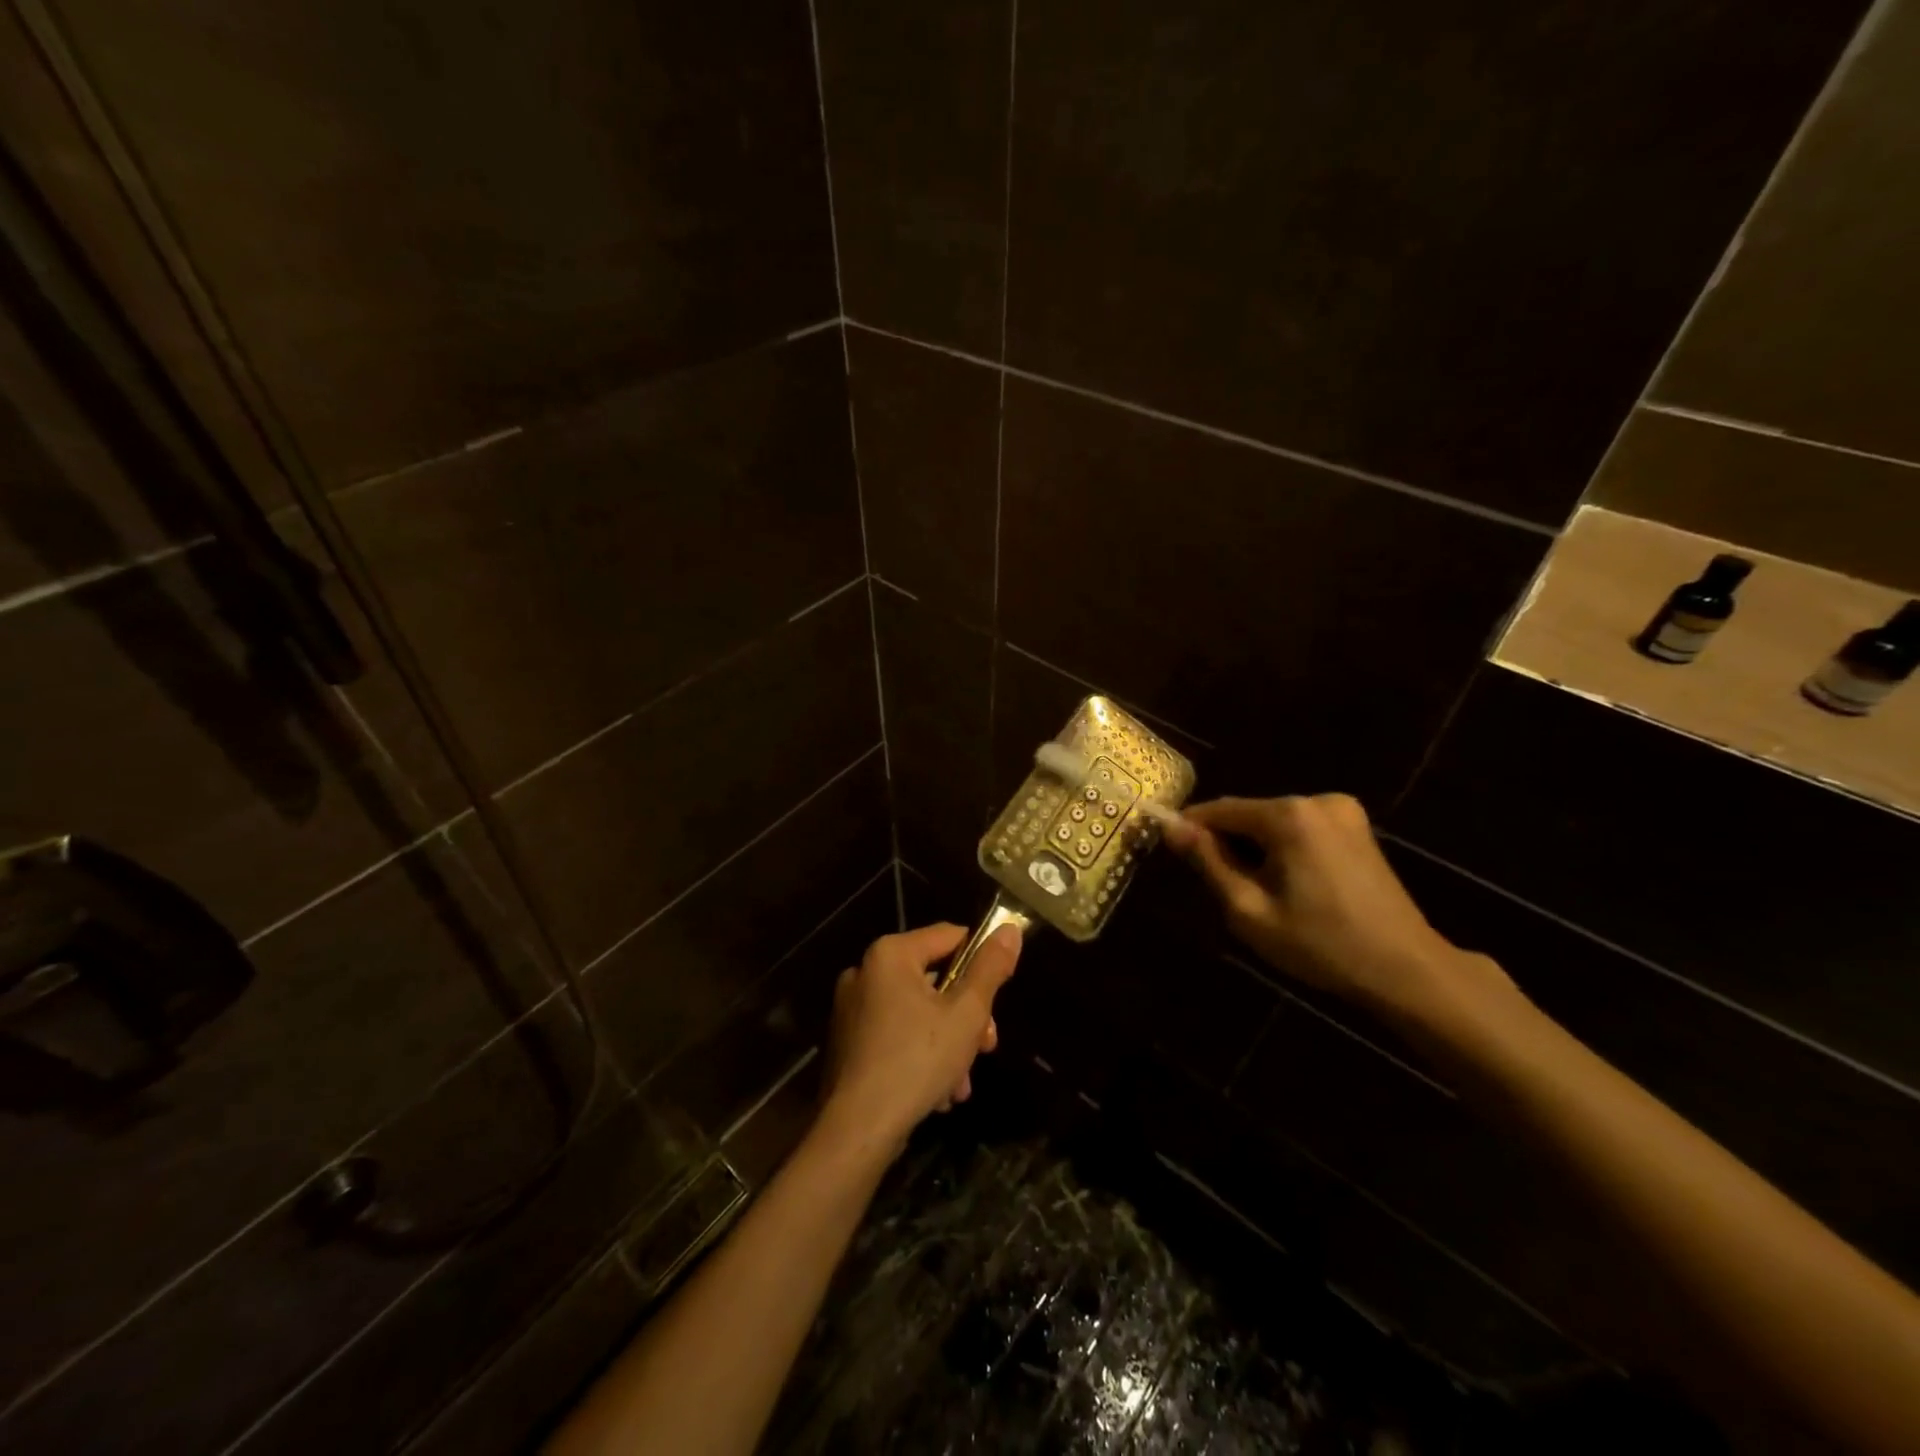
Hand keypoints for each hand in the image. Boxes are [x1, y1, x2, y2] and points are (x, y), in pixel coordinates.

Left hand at [819, 923, 1021, 1154]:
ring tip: (961, 1083)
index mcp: (891, 954)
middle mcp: (865, 972)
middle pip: (934, 979)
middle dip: (966, 1016)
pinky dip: (920, 1055)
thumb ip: (990, 969)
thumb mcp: (967, 1014)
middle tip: (986, 1048)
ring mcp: (851, 1008)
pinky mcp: (847, 1042)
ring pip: (917, 1013)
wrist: (857, 1130)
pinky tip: (937, 1092)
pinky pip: (895, 1034)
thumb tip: (1010, 929)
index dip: (980, 963)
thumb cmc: (917, 1061)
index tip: (997, 999)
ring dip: (948, 1043)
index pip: (950, 937)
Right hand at [1167, 794, 1507, 1019]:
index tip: (1169, 849)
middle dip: (1228, 843)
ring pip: (1274, 823)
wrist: (1406, 969)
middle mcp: (1316, 799)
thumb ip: (1208, 862)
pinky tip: (1290, 887)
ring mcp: (1343, 811)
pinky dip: (1284, 849)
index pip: (1220, 809)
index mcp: (1289, 815)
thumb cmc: (1320, 943)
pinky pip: (1301, 829)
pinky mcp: (1358, 828)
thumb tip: (1171, 827)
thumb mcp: (1249, 909)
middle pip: (1249, 815)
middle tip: (1220, 888)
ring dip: (1256, 849)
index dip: (1190, 827)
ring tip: (1257, 893)